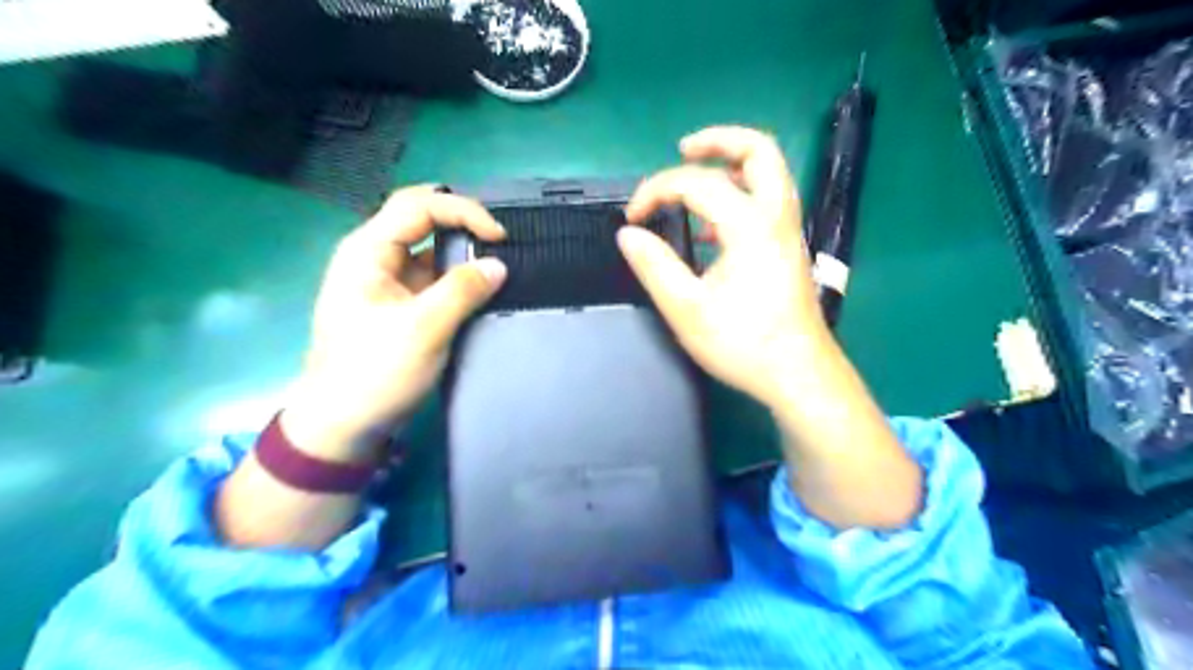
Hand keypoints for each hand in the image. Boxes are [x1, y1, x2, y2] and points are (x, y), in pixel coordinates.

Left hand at [283, 185, 506, 462]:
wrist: (343, 424)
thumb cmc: (375, 372)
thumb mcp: (423, 329)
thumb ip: (463, 291)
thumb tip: (499, 265)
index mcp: (367, 251)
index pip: (419, 206)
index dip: (463, 211)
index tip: (500, 237)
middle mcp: (375, 256)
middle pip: (421, 218)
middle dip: (462, 222)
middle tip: (498, 240)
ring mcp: (386, 280)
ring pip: (429, 248)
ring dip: (462, 251)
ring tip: (496, 263)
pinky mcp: (399, 303)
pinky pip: (432, 276)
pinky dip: (457, 276)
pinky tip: (480, 287)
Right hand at [619, 126, 830, 407]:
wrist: (798, 375)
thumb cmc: (743, 343)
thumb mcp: (686, 308)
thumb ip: (654, 266)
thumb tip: (627, 235)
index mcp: (750, 225)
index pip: (697, 183)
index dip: (656, 191)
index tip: (632, 217)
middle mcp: (775, 217)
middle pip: (759, 150)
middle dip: (718, 141)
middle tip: (683, 150)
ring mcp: (787, 232)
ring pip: (767, 174)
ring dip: (731, 165)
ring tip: (693, 179)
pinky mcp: (787, 249)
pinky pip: (765, 202)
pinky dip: (737, 195)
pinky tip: (709, 229)